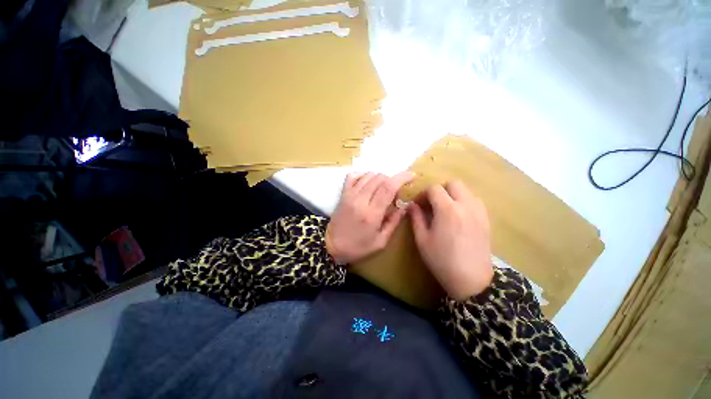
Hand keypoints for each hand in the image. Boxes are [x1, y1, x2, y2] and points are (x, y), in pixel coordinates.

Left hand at [326, 172, 414, 263]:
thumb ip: (394, 222)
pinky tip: (368, 184)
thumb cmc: (358, 247)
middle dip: (392, 180)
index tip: (412, 176)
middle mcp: (360, 200)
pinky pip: (353, 175)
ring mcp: (349, 195)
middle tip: (394, 193)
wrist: (331, 246)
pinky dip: (364, 175)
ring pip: (369, 175)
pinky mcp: (343, 193)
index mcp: (372, 214)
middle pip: (380, 178)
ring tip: (382, 190)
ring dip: (380, 178)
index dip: (402, 178)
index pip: (388, 187)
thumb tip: (405, 206)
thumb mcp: (381, 242)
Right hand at [408, 180, 492, 300]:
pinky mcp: (486, 219)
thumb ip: (416, 218)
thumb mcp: (422, 239)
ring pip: (466, 190)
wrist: (471, 280)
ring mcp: (479, 211)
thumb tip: (411, 205)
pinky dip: (464, 201)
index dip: (423, 194)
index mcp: (448, 210)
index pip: (434, 189)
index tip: (418, 204)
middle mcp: (466, 205)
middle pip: (453, 183)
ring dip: (453, 194)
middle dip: (440, 190)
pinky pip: (474, 200)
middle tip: (432, 204)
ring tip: (445, 209)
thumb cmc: (442, 260)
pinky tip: (458, 216)